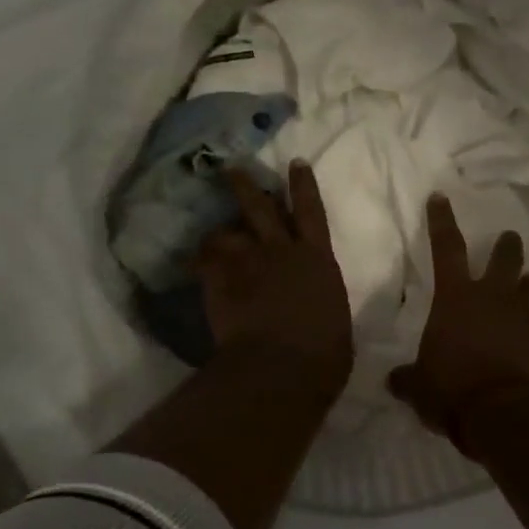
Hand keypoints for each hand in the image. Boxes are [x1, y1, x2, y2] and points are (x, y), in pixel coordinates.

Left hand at [198, 163, 352, 395]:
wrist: (282, 365)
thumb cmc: (324, 351)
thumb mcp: (335, 320)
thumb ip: (322, 302)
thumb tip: (318, 308)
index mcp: (318, 259)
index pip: (312, 212)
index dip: (303, 185)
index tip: (295, 163)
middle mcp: (283, 250)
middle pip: (261, 208)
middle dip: (247, 186)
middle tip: (232, 169)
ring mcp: (248, 263)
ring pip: (228, 232)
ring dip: (220, 231)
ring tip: (212, 235)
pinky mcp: (220, 281)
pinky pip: (204, 261)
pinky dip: (199, 261)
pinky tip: (193, 264)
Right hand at [388, 195, 528, 452]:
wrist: (504, 416)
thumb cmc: (452, 391)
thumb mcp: (419, 386)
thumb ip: (408, 379)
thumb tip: (393, 380)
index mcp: (457, 299)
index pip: (446, 249)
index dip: (441, 222)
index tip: (441, 197)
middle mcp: (495, 300)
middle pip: (507, 259)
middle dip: (508, 246)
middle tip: (510, 238)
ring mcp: (527, 320)